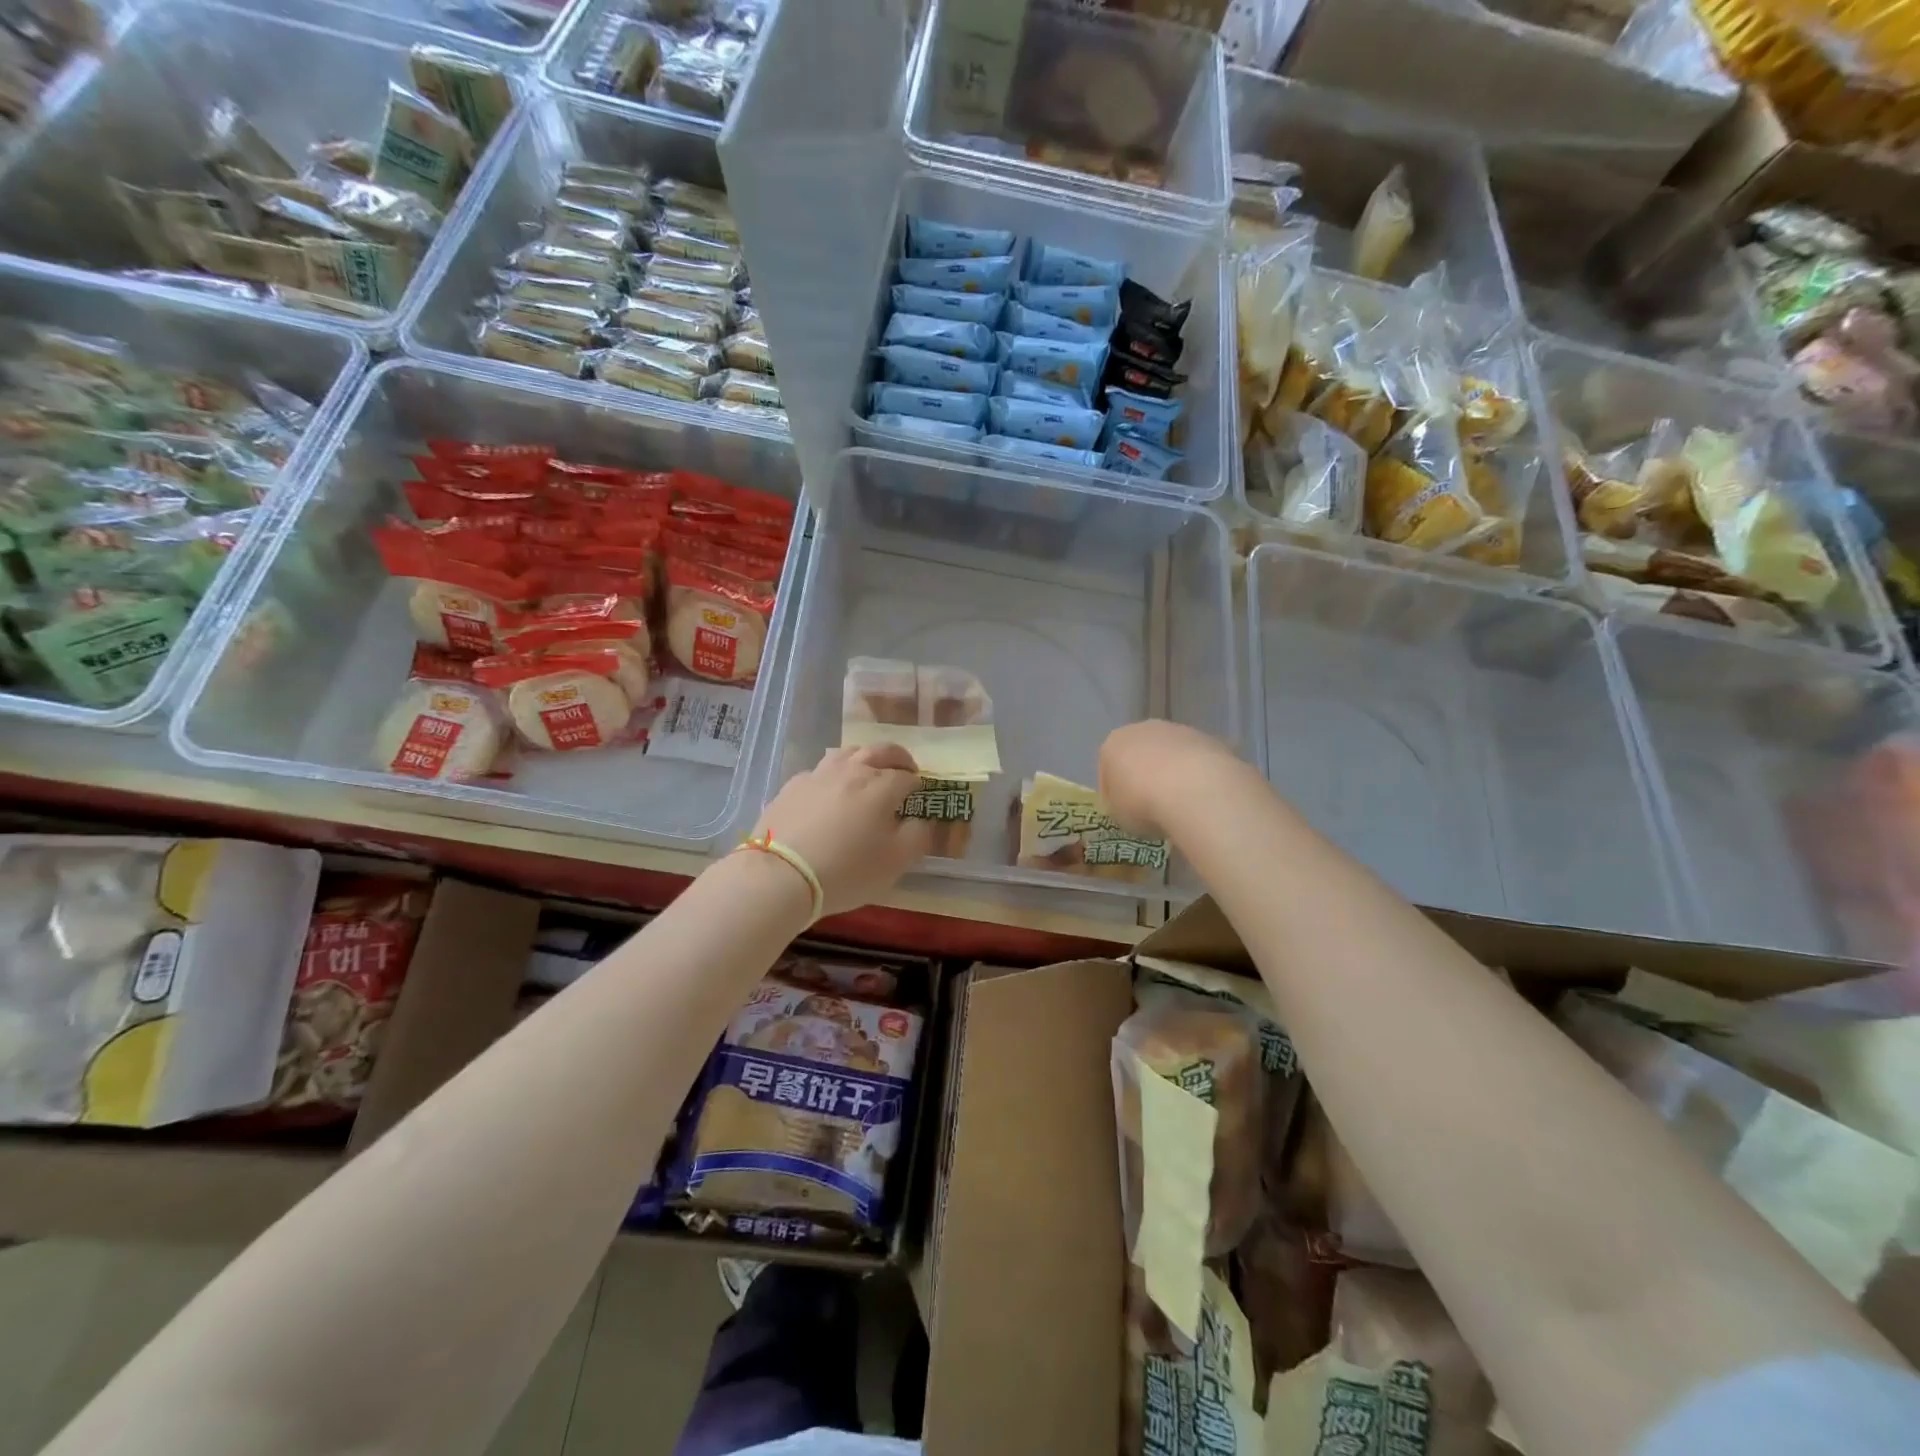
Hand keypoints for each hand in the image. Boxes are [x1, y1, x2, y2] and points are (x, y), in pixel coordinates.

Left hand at [753, 745, 933, 915]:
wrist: (780, 875)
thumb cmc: (846, 871)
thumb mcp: (895, 863)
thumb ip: (918, 836)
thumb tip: (921, 820)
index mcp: (881, 786)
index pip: (907, 776)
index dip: (917, 785)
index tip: (919, 796)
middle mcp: (852, 770)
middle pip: (880, 751)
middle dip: (898, 758)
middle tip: (905, 769)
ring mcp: (819, 774)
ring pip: (848, 753)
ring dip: (865, 758)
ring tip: (868, 772)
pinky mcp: (793, 785)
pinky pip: (820, 771)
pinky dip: (833, 775)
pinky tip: (830, 791)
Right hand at [1099, 721, 1244, 837]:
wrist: (1193, 789)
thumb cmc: (1143, 802)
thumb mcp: (1118, 815)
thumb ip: (1120, 805)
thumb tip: (1132, 805)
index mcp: (1113, 743)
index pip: (1107, 770)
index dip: (1113, 794)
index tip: (1124, 813)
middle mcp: (1143, 729)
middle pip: (1140, 754)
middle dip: (1144, 776)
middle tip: (1151, 807)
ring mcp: (1179, 730)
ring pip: (1170, 755)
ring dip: (1172, 774)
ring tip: (1181, 805)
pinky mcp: (1209, 739)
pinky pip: (1196, 761)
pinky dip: (1197, 776)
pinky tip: (1202, 798)